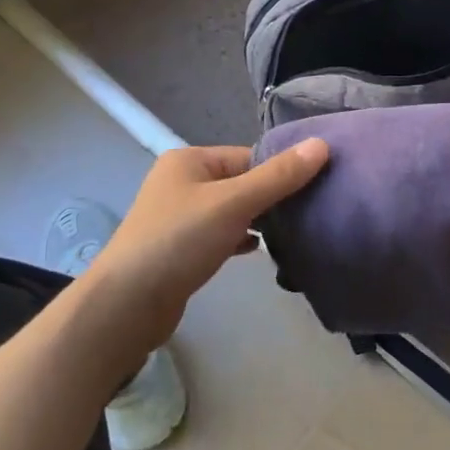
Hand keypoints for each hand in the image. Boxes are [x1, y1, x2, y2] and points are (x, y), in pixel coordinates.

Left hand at [71, 140, 328, 370]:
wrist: (128, 304)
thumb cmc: (179, 241)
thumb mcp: (234, 203)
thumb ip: (278, 177)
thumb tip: (321, 145)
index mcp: (190, 160)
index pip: (249, 156)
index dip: (282, 169)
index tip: (318, 187)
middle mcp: (182, 182)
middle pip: (242, 182)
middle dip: (274, 197)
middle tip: (312, 211)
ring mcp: (180, 217)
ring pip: (233, 211)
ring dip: (260, 220)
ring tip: (296, 232)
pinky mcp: (182, 249)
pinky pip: (222, 235)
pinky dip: (242, 240)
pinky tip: (262, 251)